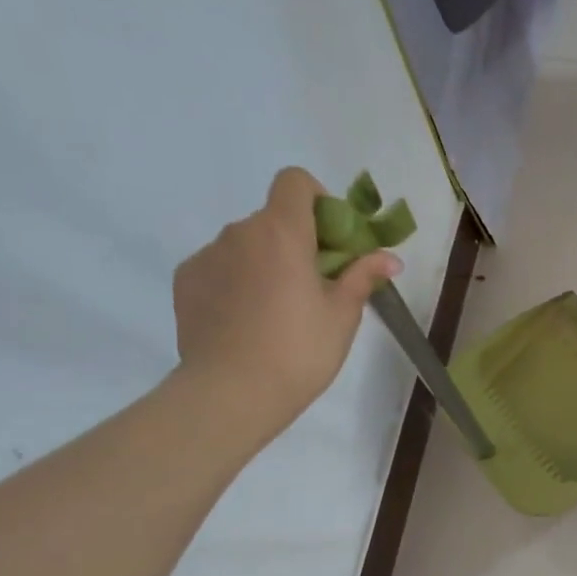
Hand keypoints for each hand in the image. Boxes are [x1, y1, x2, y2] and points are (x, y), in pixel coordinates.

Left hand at [172, 167, 400, 444]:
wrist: (231, 393)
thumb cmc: (300, 350)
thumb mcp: (342, 315)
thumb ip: (362, 276)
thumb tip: (390, 258)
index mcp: (282, 232)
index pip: (295, 182)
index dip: (318, 200)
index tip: (331, 239)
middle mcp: (239, 232)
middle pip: (273, 219)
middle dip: (297, 242)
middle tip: (315, 287)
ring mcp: (207, 256)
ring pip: (246, 245)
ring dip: (266, 263)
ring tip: (278, 312)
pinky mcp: (186, 281)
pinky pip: (220, 267)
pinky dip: (238, 282)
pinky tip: (248, 322)